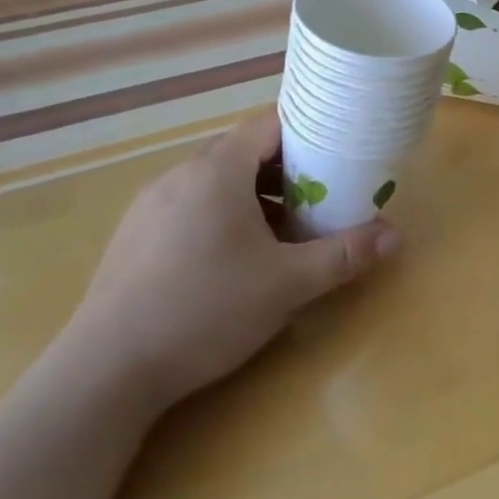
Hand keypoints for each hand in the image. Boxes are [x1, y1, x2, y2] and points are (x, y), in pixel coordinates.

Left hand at [59, 108, 398, 413]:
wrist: (104, 374)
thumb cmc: (205, 311)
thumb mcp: (287, 285)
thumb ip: (343, 255)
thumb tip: (395, 236)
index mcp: (217, 170)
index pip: (269, 124)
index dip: (307, 132)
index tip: (336, 154)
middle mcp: (180, 174)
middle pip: (243, 151)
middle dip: (284, 169)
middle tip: (317, 198)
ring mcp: (150, 204)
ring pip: (214, 180)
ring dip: (252, 194)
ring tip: (279, 232)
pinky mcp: (133, 235)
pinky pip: (188, 204)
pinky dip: (219, 214)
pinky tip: (229, 259)